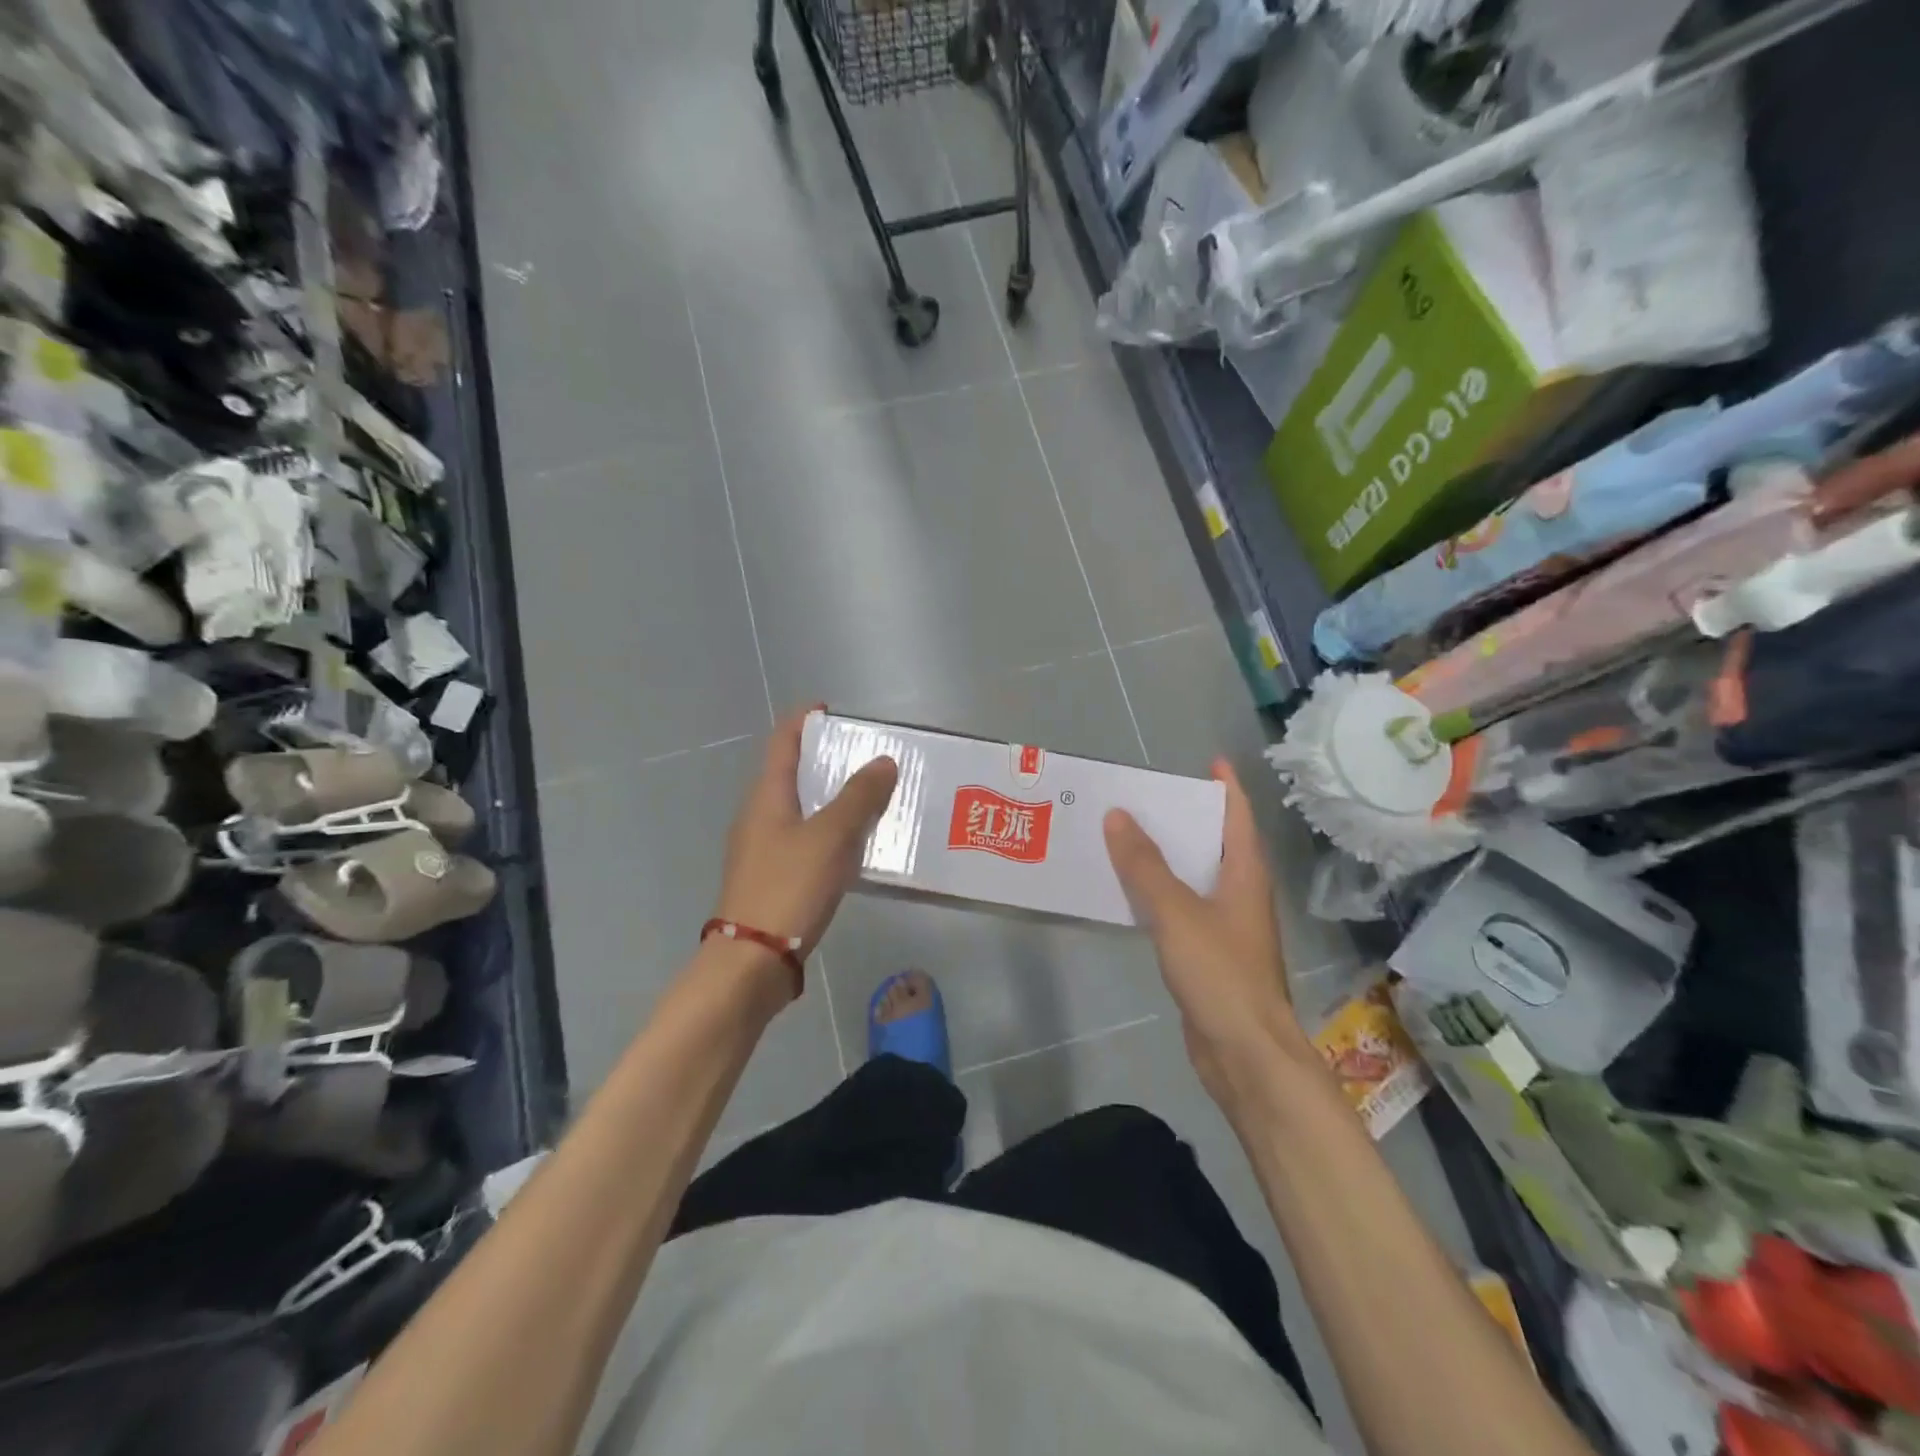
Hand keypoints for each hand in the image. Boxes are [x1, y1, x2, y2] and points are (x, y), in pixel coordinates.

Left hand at [713, 706, 897, 980]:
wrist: (753, 961)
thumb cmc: (789, 887)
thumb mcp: (831, 836)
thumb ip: (859, 797)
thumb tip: (883, 761)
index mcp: (766, 797)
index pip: (783, 742)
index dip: (804, 721)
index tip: (830, 709)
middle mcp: (759, 817)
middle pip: (791, 774)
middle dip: (824, 760)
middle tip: (865, 755)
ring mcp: (762, 850)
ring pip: (800, 810)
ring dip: (830, 798)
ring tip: (869, 796)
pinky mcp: (772, 878)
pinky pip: (804, 840)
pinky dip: (829, 831)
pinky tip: (854, 846)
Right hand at [1104, 759, 1305, 1107]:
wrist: (1245, 1054)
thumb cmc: (1220, 973)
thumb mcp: (1177, 912)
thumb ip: (1145, 865)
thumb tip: (1118, 815)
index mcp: (1245, 876)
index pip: (1239, 818)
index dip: (1227, 787)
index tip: (1210, 762)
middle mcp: (1241, 896)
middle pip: (1217, 844)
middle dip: (1188, 819)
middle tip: (1147, 798)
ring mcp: (1228, 928)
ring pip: (1196, 879)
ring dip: (1169, 857)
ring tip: (1129, 837)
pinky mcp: (1210, 956)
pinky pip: (1182, 910)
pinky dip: (1160, 894)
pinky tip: (1132, 894)